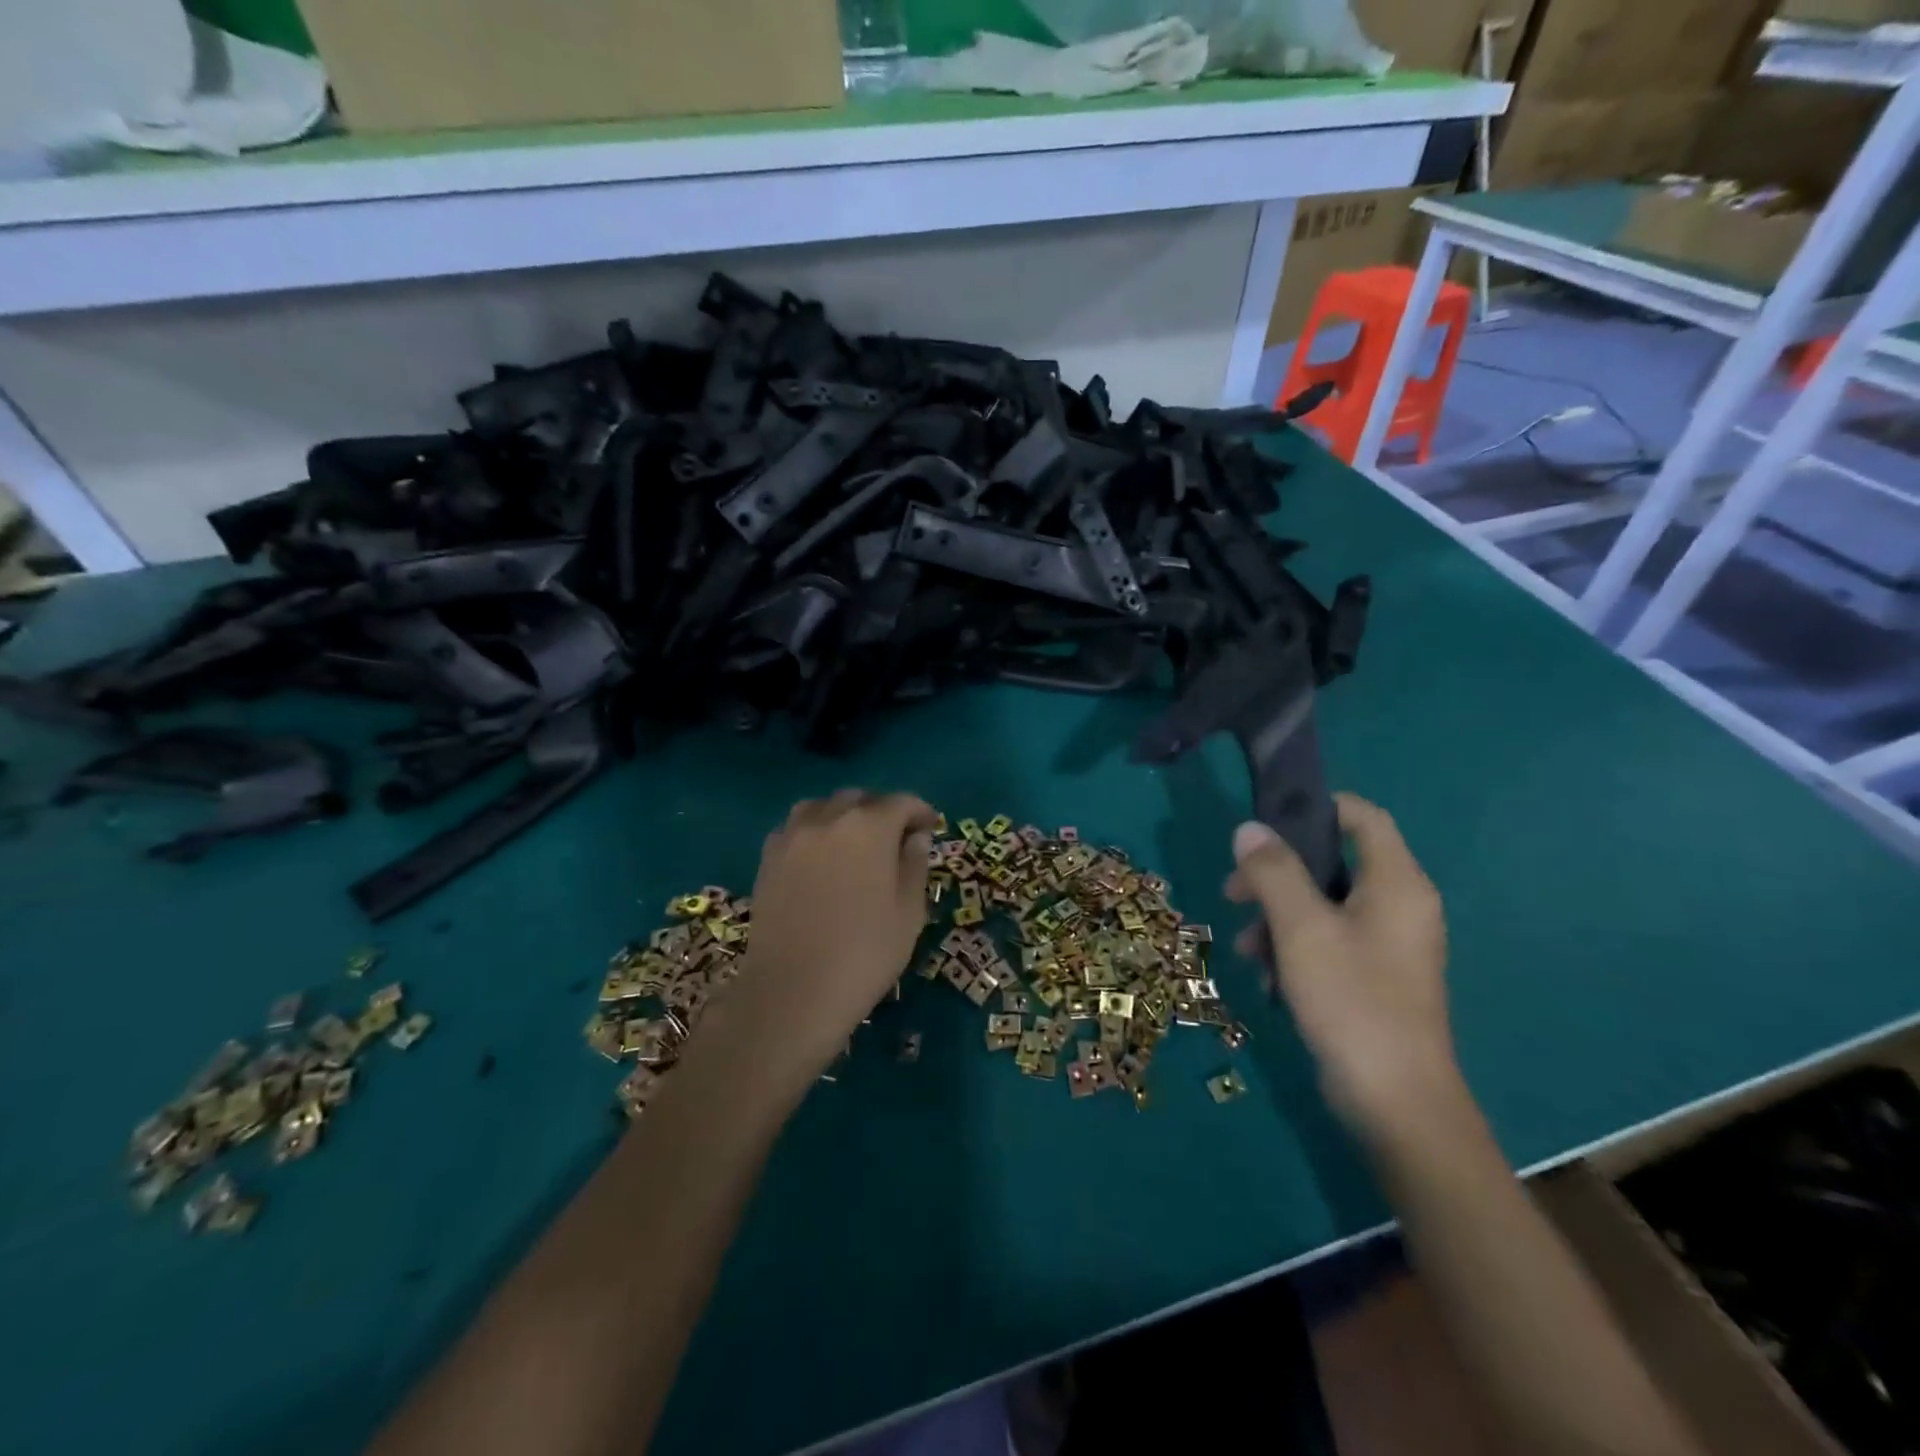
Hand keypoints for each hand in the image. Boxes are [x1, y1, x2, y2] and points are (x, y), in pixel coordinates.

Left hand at [692, 790, 936, 1106]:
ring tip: (855, 842)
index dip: (920, 812)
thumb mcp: (909, 912)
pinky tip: (821, 858)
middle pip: (860, 799)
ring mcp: (792, 836)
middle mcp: (828, 818)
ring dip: (844, 816)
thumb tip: (916, 838)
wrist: (793, 992)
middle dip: (882, 812)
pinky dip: (814, 831)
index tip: (931, 828)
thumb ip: (915, 865)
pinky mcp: (768, 858)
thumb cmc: (864, 953)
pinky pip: (796, 828)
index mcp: (869, 826)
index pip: (901, 802)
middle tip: (896, 839)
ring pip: (823, 807)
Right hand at [1225, 793, 1456, 1136]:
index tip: (1267, 821)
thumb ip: (1273, 872)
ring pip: (1323, 906)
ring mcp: (1388, 945)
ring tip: (1246, 947)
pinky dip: (1294, 948)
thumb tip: (1248, 828)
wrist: (1396, 1103)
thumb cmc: (1352, 1001)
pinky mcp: (1374, 977)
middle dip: (1277, 874)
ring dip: (1277, 917)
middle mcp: (1399, 906)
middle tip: (1234, 892)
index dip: (1318, 807)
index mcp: (1396, 884)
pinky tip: (1268, 977)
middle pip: (1332, 862)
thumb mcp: (1301, 929)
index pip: (1364, 817)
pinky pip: (1328, 942)